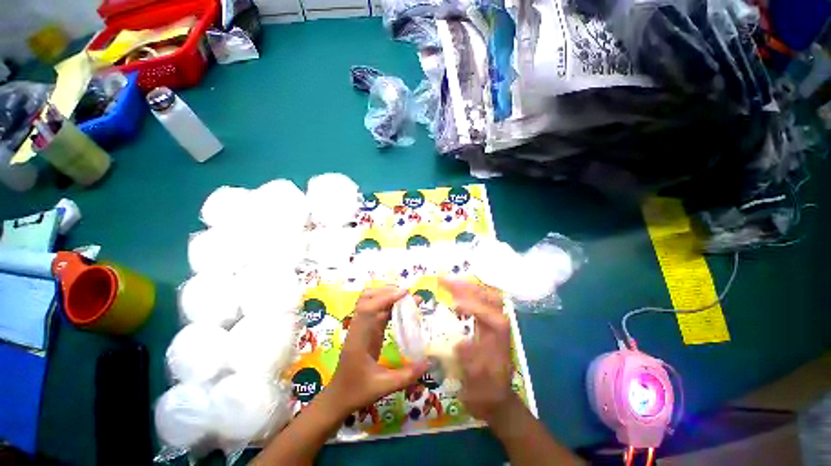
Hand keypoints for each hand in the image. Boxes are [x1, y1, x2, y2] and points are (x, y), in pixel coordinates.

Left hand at [326, 286, 429, 416]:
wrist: (338, 397)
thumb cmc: (357, 391)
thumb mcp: (383, 387)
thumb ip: (406, 376)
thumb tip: (428, 363)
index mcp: (359, 338)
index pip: (368, 309)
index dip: (385, 297)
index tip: (405, 293)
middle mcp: (359, 327)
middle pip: (367, 298)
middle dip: (387, 291)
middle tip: (408, 294)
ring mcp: (363, 327)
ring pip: (372, 301)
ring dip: (388, 295)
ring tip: (408, 297)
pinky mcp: (368, 329)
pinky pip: (378, 311)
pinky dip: (390, 305)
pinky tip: (403, 309)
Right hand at [442, 279, 515, 422]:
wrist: (495, 397)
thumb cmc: (487, 391)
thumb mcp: (479, 384)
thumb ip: (472, 365)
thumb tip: (460, 343)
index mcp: (500, 336)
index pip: (489, 313)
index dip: (473, 306)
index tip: (453, 305)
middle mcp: (498, 323)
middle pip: (486, 296)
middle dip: (466, 287)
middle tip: (444, 281)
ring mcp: (492, 321)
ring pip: (482, 295)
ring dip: (464, 287)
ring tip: (445, 282)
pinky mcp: (485, 322)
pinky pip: (476, 301)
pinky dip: (464, 293)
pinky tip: (452, 292)